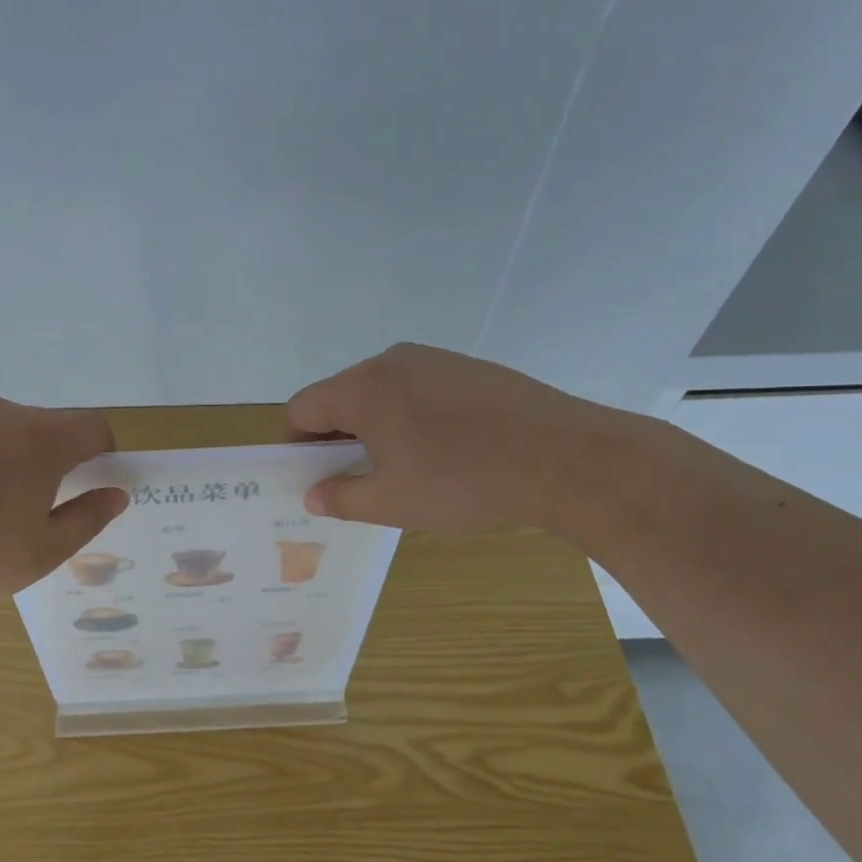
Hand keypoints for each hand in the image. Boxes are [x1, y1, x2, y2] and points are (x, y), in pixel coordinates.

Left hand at [0, 395, 127, 607]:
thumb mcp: (42, 552)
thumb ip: (88, 518)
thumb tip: (115, 494)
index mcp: (40, 438)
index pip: (94, 425)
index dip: (103, 453)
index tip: (90, 485)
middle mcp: (0, 413)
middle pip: (43, 427)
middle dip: (49, 461)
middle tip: (28, 511)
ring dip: (2, 460)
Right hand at [287, 343, 634, 532]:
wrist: (564, 457)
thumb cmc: (463, 482)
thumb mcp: (392, 502)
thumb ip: (341, 497)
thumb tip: (313, 494)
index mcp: (362, 389)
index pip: (303, 407)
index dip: (296, 442)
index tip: (312, 473)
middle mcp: (390, 362)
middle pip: (340, 394)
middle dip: (335, 434)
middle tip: (354, 475)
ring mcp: (432, 359)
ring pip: (380, 389)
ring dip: (373, 423)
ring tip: (402, 463)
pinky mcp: (467, 366)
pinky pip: (417, 386)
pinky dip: (410, 413)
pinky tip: (442, 447)